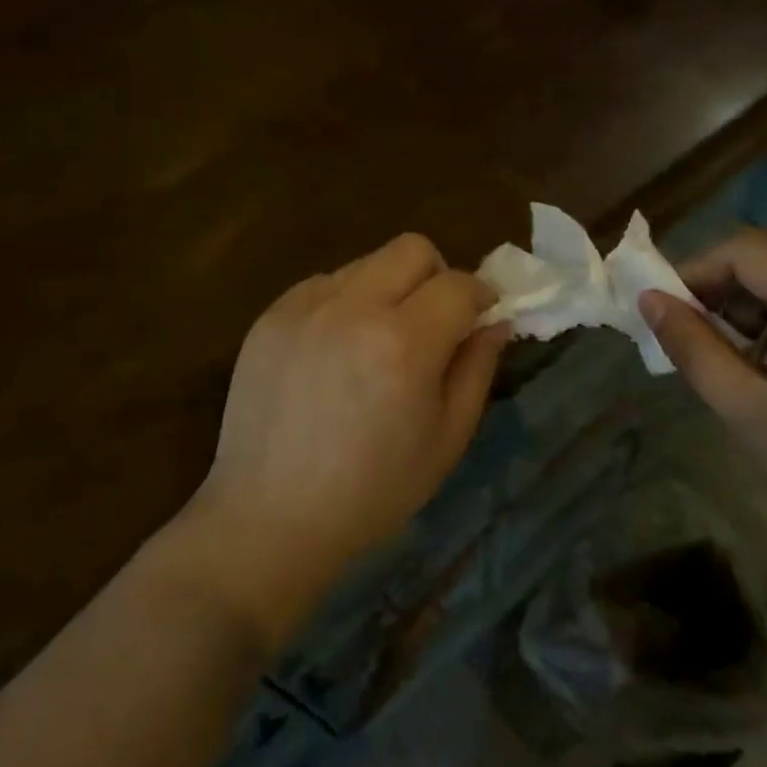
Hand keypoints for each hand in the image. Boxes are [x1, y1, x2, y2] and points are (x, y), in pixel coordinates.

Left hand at [186, 234, 510, 649]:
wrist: (270, 517)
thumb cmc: (373, 492)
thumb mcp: (447, 439)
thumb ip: (477, 368)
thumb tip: (496, 320)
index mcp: (404, 344)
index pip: (460, 284)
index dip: (480, 296)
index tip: (480, 317)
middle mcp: (353, 308)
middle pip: (412, 248)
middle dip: (436, 276)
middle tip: (432, 322)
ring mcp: (304, 306)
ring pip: (366, 263)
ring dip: (388, 289)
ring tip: (377, 340)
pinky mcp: (270, 315)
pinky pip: (324, 284)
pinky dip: (344, 303)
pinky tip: (335, 351)